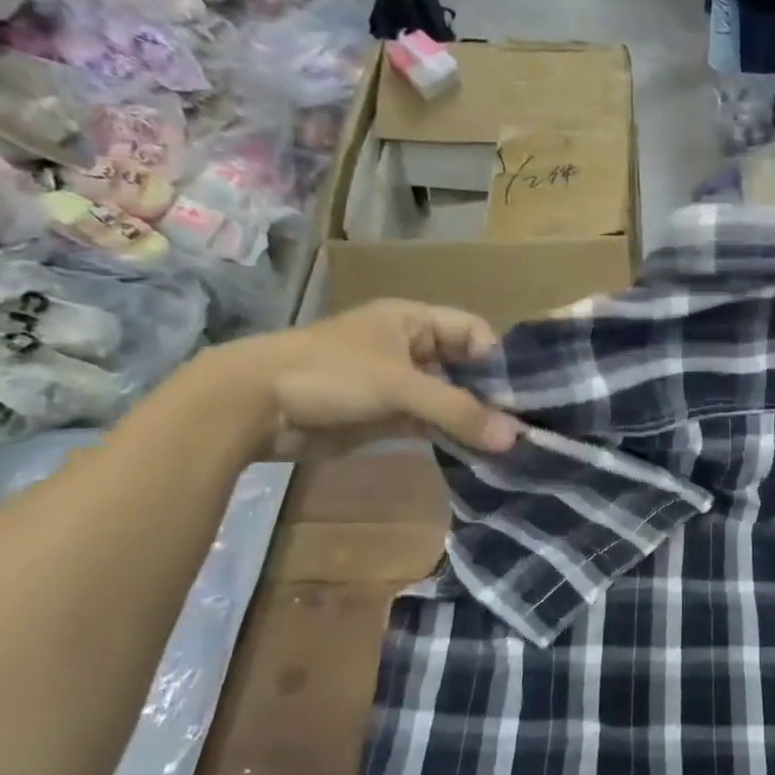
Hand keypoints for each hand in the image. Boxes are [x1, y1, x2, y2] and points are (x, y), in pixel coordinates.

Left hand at [198, 300, 518, 460]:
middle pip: (465, 367)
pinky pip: (429, 423)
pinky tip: (474, 454)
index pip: (473, 331)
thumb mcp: (400, 386)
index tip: (522, 394)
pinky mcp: (385, 416)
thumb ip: (458, 411)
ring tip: (506, 445)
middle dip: (490, 394)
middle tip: (522, 426)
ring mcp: (397, 383)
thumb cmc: (330, 375)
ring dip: (471, 419)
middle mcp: (411, 348)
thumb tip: (513, 439)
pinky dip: (449, 436)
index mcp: (413, 320)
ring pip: (448, 398)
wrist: (252, 407)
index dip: (498, 358)